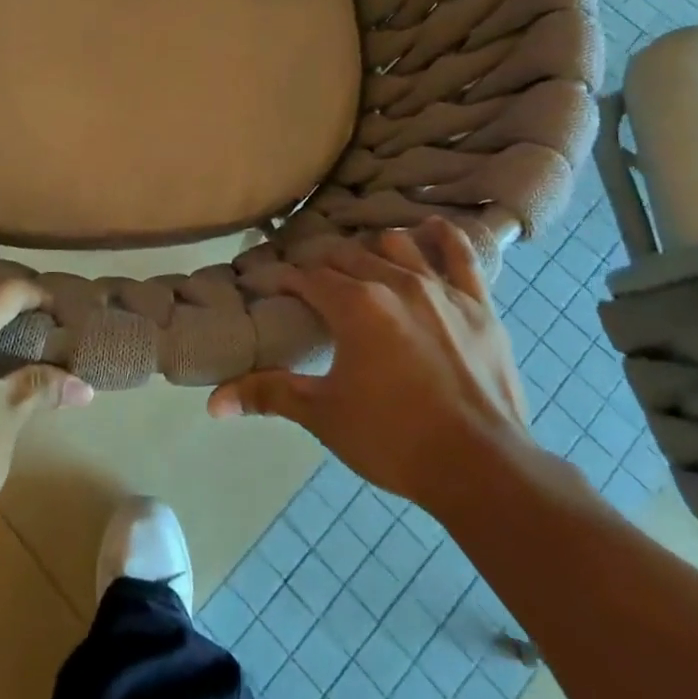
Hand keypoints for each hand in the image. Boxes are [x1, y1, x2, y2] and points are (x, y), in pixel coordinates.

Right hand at [207, 219, 532, 519]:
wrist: (483, 469)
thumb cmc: (394, 440)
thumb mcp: (324, 416)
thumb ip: (268, 395)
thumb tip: (213, 402)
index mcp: (354, 304)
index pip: (305, 277)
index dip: (281, 279)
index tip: (267, 286)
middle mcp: (394, 282)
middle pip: (346, 256)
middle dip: (321, 265)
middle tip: (309, 285)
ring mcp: (440, 289)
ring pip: (396, 245)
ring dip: (373, 251)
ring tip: (362, 268)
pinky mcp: (478, 305)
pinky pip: (461, 255)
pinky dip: (443, 238)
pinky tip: (432, 229)